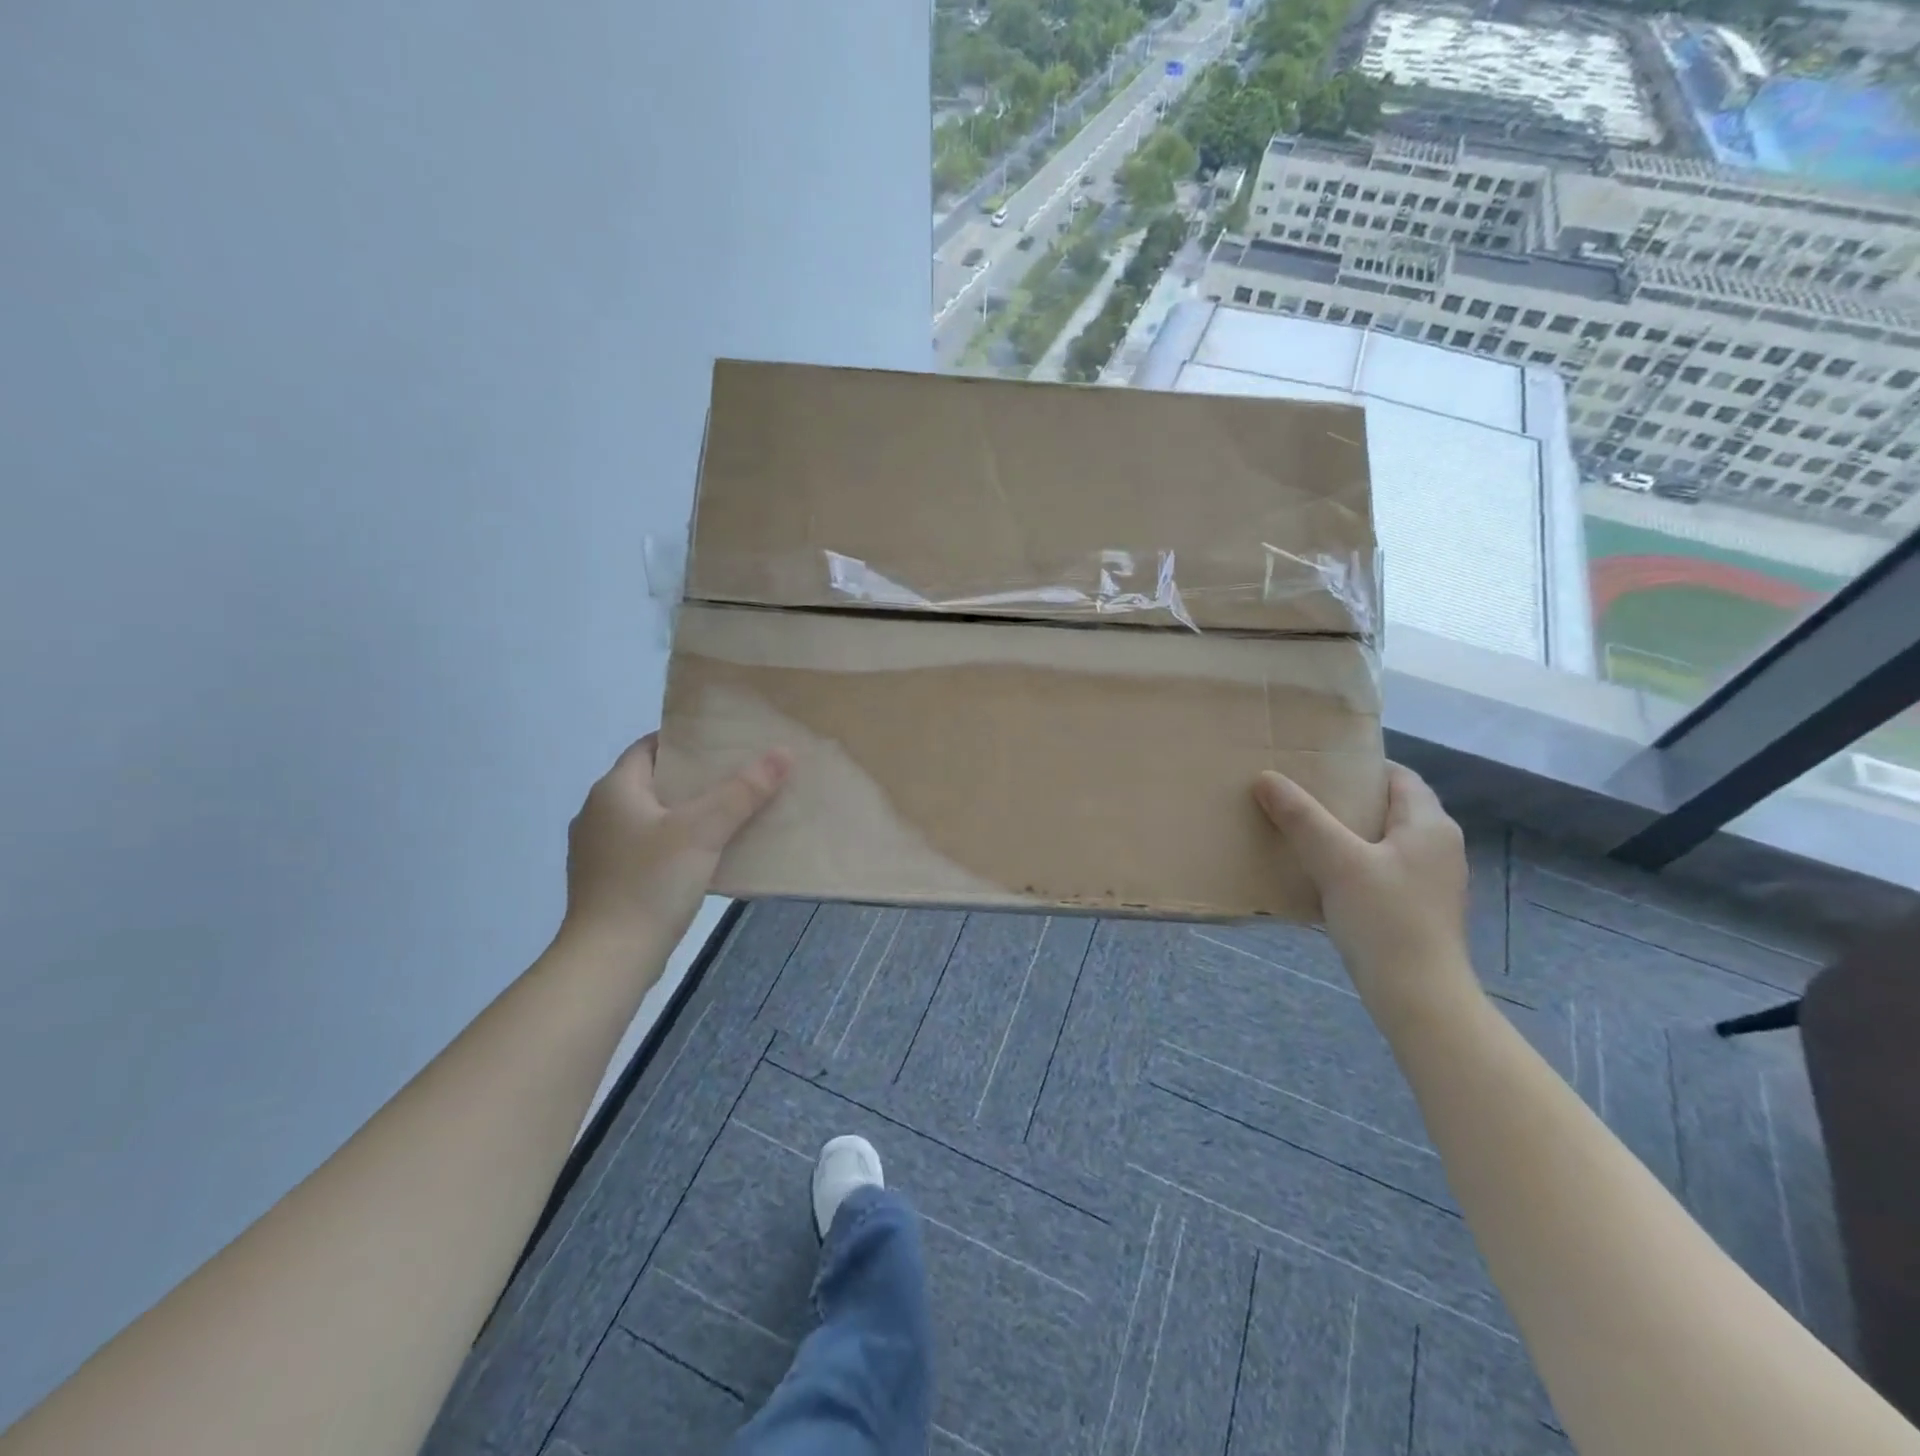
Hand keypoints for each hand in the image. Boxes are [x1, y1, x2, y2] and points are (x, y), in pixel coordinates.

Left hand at [562, 734, 789, 953]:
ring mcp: (598, 851)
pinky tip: (702, 858)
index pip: (649, 747)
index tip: (724, 745)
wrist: (609, 958)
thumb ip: (743, 791)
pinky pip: (645, 849)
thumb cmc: (651, 883)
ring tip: (728, 817)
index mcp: (613, 790)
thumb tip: (782, 753)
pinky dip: (673, 845)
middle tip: (737, 779)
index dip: (686, 742)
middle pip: (653, 783)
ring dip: (685, 815)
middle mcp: (598, 813)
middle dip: (694, 781)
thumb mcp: (704, 831)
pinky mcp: (606, 882)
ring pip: (650, 818)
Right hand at [1253, 763, 1478, 1021]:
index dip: (1359, 766)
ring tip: (1304, 832)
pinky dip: (1355, 864)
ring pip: (1385, 841)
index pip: (1398, 776)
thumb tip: (1267, 778)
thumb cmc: (1384, 919)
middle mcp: (1439, 847)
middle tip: (1301, 797)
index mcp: (1429, 825)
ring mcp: (1432, 881)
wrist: (1419, 997)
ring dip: (1348, 833)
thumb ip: (1302, 817)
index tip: (1316, 767)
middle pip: (1390, 808)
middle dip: (1347, 800)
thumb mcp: (1336, 861)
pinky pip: (1383, 870)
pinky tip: (1323, 875)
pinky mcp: (1419, 909)